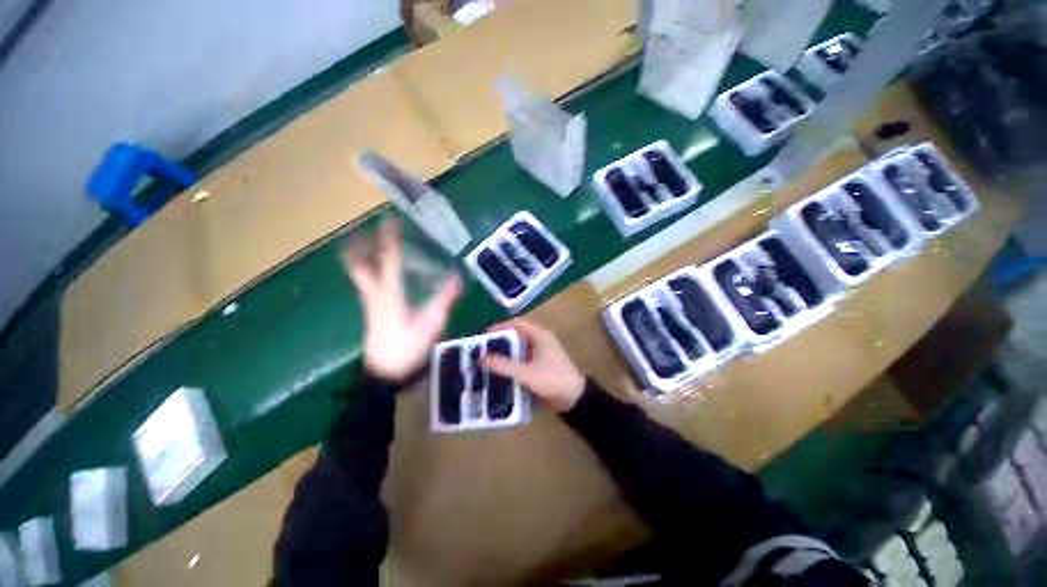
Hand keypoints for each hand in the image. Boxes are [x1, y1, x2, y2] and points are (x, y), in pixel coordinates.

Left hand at [342, 220, 461, 380]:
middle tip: (362, 229)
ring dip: (362, 256)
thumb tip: (458, 277)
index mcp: (389, 293)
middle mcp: (374, 294)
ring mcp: (370, 303)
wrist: (385, 372)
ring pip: (360, 274)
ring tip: (366, 242)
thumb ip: (444, 298)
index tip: (389, 220)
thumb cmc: (408, 346)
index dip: (389, 239)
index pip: (389, 260)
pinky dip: (368, 270)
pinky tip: (378, 271)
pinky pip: (367, 283)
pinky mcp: (372, 311)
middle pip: (359, 265)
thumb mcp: (432, 322)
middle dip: (359, 245)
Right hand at [483, 319, 585, 411]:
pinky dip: (514, 363)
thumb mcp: (526, 373)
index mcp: (540, 335)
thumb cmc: (552, 379)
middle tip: (484, 351)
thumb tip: (482, 358)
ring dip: (507, 353)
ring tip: (489, 362)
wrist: (575, 398)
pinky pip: (524, 359)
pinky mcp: (543, 364)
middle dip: (500, 342)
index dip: (500, 327)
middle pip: (517, 335)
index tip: (484, 336)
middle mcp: (541, 340)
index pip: (516, 323)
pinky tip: (503, 372)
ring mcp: (543, 353)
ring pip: (520, 348)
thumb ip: (504, 365)